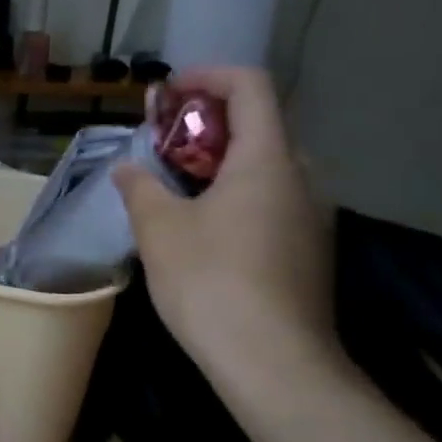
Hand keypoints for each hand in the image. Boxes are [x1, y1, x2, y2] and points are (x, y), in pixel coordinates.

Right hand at [112, 67, 337, 380]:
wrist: (274, 364)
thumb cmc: (212, 282)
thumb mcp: (160, 229)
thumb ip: (141, 187)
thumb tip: (129, 168)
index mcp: (267, 159)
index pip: (250, 86)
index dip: (207, 77)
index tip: (166, 94)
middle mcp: (302, 178)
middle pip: (258, 126)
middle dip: (205, 124)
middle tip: (160, 145)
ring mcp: (312, 217)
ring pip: (264, 167)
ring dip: (218, 163)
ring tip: (173, 188)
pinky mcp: (309, 251)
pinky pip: (272, 201)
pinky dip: (235, 195)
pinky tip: (202, 230)